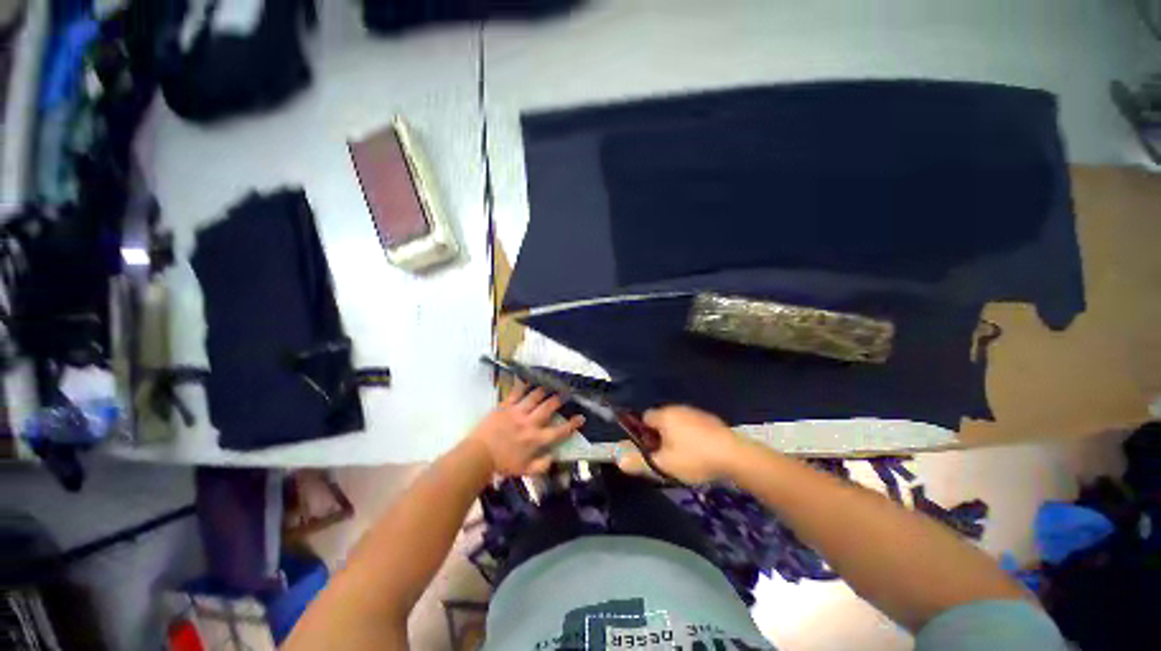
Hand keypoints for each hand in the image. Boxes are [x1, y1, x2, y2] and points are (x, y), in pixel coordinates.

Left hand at [469, 381, 584, 476]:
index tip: (581, 417)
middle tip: (566, 392)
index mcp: (536, 439)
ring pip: (534, 397)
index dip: (572, 424)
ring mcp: (517, 413)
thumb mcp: (525, 471)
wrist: (479, 456)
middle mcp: (530, 423)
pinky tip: (528, 379)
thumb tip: (554, 457)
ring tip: (550, 384)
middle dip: (559, 399)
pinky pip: (516, 393)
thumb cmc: (503, 464)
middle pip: (548, 407)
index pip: (559, 431)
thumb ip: (541, 465)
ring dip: (544, 390)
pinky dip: (523, 385)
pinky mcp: (505, 407)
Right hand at [615, 405, 741, 483]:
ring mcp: (695, 412)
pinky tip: (700, 451)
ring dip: (676, 435)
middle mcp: (677, 408)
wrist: (735, 456)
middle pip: (661, 419)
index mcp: (664, 415)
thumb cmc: (694, 458)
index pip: (644, 418)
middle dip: (660, 435)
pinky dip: (691, 435)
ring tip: (683, 456)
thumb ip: (640, 462)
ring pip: (677, 422)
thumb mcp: (664, 465)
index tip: (649, 450)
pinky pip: (692, 425)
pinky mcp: (710, 419)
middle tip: (666, 456)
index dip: (643, 434)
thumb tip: (618, 459)